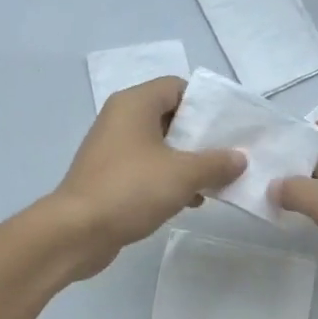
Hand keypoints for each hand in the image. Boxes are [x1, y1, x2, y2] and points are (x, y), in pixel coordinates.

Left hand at [48, 76, 245, 279]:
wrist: (77, 232)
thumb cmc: (131, 189)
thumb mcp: (183, 174)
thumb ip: (216, 163)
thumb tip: (240, 158)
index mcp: (134, 104)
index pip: (177, 87)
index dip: (206, 103)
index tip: (230, 126)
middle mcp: (121, 119)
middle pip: (170, 117)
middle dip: (201, 137)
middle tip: (230, 154)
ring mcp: (113, 149)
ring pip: (160, 146)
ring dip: (188, 162)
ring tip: (216, 181)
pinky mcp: (110, 177)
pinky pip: (147, 169)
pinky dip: (169, 179)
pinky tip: (191, 201)